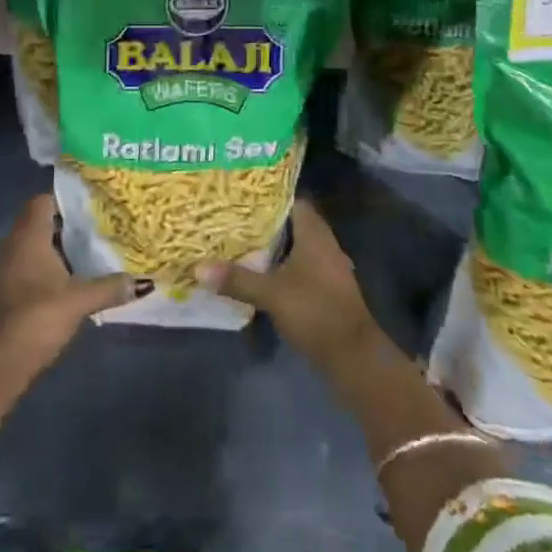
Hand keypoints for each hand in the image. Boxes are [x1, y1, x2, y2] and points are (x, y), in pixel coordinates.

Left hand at [0, 194, 139, 368]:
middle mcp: (15, 244)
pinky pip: (31, 264)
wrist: (0, 361)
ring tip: (91, 250)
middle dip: (68, 224)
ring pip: (36, 245)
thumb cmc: (38, 316)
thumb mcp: (80, 300)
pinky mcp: (8, 289)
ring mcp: (8, 267)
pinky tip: (72, 278)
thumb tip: (143, 282)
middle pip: (41, 221)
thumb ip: (110, 287)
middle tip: (99, 226)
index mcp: (29, 235)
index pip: (44, 201)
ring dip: (59, 246)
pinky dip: (50, 266)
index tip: (92, 204)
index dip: (67, 199)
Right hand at [197, 201, 382, 371]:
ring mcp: (330, 267)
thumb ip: (237, 279)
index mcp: (315, 234)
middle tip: (236, 218)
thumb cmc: (314, 311)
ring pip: (299, 246)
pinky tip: (264, 273)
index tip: (244, 196)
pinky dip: (285, 266)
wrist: (353, 356)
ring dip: (276, 245)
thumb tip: (198, 268)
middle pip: (294, 223)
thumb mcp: (271, 294)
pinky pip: (303, 266)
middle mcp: (325, 244)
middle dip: (268, 221)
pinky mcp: (328, 289)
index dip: (271, 196)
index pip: (294, 201)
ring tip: (244, 242)